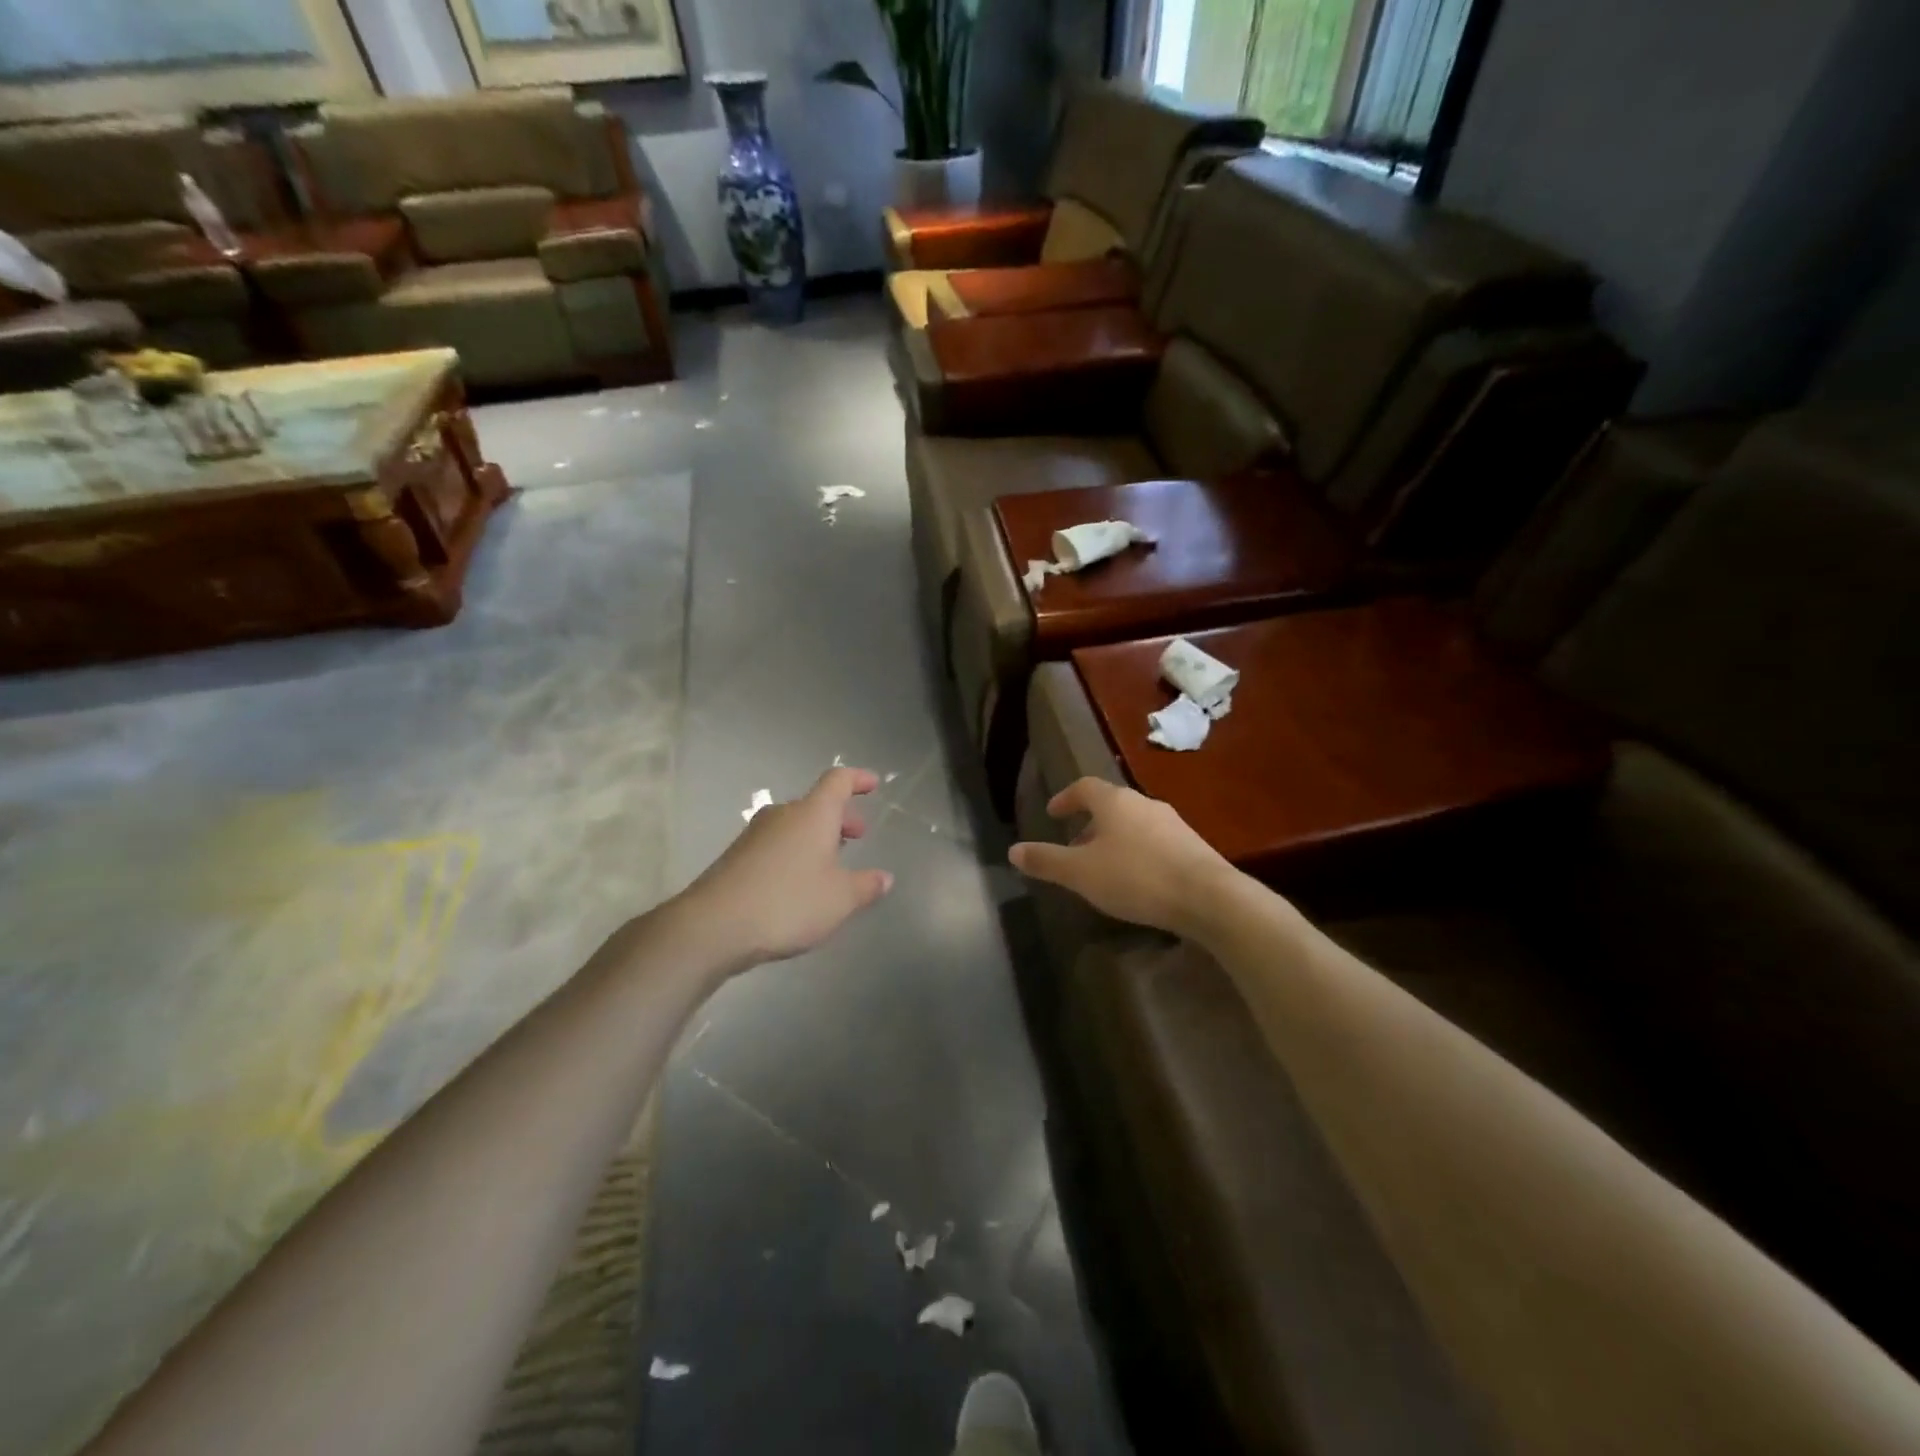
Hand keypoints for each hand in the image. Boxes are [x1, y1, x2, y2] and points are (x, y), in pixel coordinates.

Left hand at [678, 766, 894, 969]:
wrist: (713, 926)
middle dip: (840, 817)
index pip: (838, 780)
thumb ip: (866, 886)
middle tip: (857, 836)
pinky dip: (794, 853)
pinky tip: (798, 883)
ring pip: (794, 825)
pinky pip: (776, 845)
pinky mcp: (736, 858)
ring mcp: (754, 835)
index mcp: (812, 814)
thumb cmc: (788, 902)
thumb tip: (884, 878)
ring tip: (830, 863)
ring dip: (816, 837)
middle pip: (815, 804)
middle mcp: (783, 816)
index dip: (858, 779)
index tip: (873, 784)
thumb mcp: (840, 899)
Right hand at [1009, 777, 1235, 937]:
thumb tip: (1013, 850)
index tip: (1052, 813)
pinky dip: (1137, 853)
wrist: (1208, 897)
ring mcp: (1173, 823)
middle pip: (1110, 805)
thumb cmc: (1136, 877)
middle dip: (1089, 824)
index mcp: (1115, 801)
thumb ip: (1046, 861)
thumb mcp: (1080, 873)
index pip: (1083, 787)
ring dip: (1114, 840)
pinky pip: (1154, 842)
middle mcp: (1144, 803)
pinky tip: (1136, 880)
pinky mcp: (1193, 846)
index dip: (1065, 798)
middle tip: (1074, 847)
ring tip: (1103, 868)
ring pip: (1133, 824)